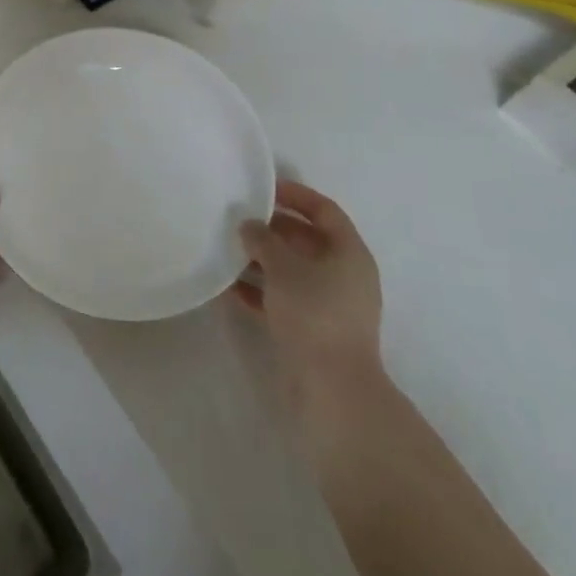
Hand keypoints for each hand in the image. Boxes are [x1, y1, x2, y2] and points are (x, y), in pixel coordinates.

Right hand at [234, 181, 385, 412]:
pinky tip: (228, 287)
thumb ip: (263, 240)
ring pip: (292, 270)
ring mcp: (329, 304)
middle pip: (306, 239)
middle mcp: (344, 274)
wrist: (332, 387)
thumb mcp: (284, 267)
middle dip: (272, 228)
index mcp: (349, 253)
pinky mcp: (313, 329)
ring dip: (261, 260)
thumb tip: (248, 225)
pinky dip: (259, 289)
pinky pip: (283, 297)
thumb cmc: (314, 313)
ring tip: (227, 250)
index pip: (324, 210)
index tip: (263, 188)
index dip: (295, 195)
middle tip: (237, 219)